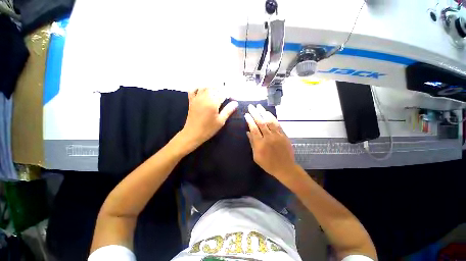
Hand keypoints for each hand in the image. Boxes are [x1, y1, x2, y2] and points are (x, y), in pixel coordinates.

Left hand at [180, 87, 237, 151]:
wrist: (193, 134)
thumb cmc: (208, 129)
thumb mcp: (220, 121)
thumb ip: (228, 110)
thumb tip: (235, 103)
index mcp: (213, 103)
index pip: (223, 94)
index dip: (229, 95)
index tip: (233, 99)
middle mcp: (204, 98)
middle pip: (214, 88)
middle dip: (221, 89)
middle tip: (226, 95)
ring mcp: (197, 98)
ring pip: (204, 87)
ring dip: (212, 87)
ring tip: (217, 92)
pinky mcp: (191, 101)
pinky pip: (193, 90)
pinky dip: (198, 88)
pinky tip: (202, 90)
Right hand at [245, 104, 296, 180]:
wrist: (285, 168)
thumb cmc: (268, 164)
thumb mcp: (256, 156)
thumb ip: (252, 143)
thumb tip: (248, 132)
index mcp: (260, 144)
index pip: (253, 129)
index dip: (249, 120)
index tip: (246, 114)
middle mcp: (268, 137)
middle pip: (260, 123)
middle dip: (255, 113)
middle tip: (251, 106)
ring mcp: (277, 135)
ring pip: (269, 121)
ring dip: (263, 113)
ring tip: (259, 106)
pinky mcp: (283, 135)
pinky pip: (277, 124)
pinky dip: (272, 118)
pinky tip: (268, 113)